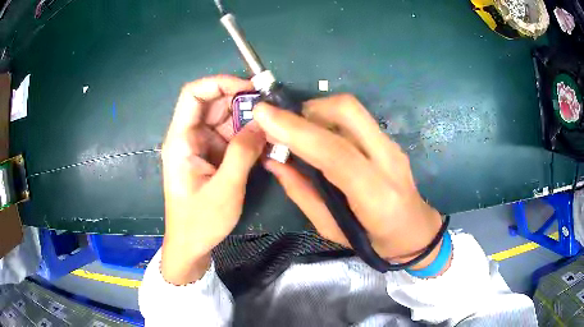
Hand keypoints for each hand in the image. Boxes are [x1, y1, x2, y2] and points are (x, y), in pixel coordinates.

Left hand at [161, 75, 265, 284]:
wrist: (191, 246)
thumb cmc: (200, 222)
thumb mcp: (225, 189)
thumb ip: (243, 153)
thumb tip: (263, 123)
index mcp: (181, 140)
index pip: (193, 94)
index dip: (220, 83)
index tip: (250, 89)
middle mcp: (189, 136)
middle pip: (212, 103)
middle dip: (240, 101)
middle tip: (270, 109)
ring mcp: (201, 145)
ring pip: (224, 118)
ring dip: (248, 119)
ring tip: (273, 128)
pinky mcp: (211, 156)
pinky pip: (230, 136)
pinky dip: (248, 135)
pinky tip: (265, 142)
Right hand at [254, 94, 445, 270]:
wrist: (417, 231)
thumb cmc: (374, 241)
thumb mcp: (332, 230)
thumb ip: (302, 193)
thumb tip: (273, 160)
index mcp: (376, 196)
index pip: (336, 153)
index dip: (297, 131)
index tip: (263, 115)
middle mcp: (389, 161)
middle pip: (348, 111)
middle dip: (308, 108)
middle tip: (285, 125)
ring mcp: (393, 146)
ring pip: (352, 109)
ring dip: (317, 111)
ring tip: (298, 131)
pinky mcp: (390, 140)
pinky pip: (356, 118)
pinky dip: (329, 118)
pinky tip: (319, 136)